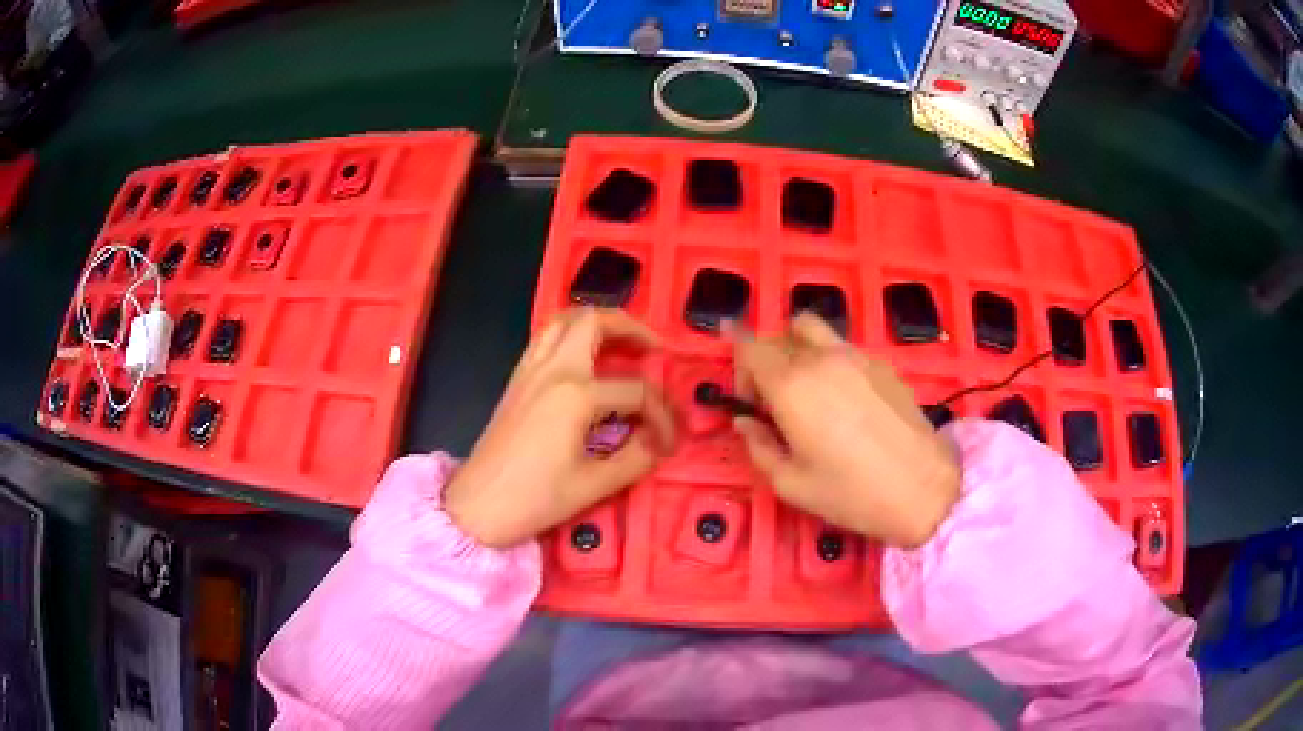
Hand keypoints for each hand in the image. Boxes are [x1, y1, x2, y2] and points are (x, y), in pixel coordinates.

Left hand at [444, 308, 676, 547]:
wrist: (477, 506)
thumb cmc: (534, 498)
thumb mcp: (594, 485)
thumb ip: (635, 458)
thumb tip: (657, 442)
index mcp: (576, 395)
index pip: (636, 391)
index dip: (661, 415)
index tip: (669, 442)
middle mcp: (553, 369)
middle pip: (594, 321)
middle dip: (631, 328)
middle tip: (653, 352)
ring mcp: (530, 370)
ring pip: (564, 320)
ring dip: (598, 325)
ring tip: (621, 347)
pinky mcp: (517, 380)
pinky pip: (545, 339)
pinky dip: (571, 337)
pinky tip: (585, 362)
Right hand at [730, 314, 959, 548]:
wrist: (922, 488)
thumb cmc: (851, 493)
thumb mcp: (791, 484)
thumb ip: (759, 447)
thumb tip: (747, 422)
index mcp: (791, 385)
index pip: (749, 346)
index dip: (739, 366)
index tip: (749, 400)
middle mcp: (821, 358)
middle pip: (779, 335)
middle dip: (766, 361)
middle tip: (775, 402)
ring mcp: (856, 355)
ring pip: (812, 329)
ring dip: (798, 350)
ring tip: (810, 391)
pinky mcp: (882, 363)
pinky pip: (843, 347)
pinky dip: (830, 360)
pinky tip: (846, 401)